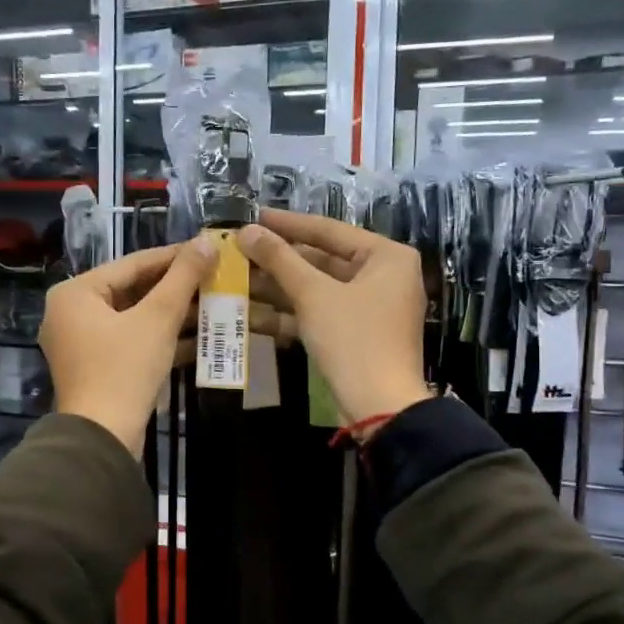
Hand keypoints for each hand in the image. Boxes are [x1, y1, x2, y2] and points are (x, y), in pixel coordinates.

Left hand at [42, 239, 216, 454]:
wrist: (103, 437)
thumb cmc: (125, 369)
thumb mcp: (158, 318)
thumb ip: (183, 277)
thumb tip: (207, 241)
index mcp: (76, 293)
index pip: (132, 264)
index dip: (174, 256)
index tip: (208, 250)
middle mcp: (72, 313)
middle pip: (132, 290)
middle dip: (176, 288)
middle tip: (214, 277)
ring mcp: (82, 343)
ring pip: (135, 318)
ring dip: (174, 314)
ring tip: (214, 304)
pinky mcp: (97, 368)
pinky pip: (132, 341)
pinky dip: (161, 338)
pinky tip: (200, 337)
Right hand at [237, 212, 430, 426]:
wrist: (380, 407)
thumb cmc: (353, 339)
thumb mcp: (313, 295)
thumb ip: (280, 259)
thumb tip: (247, 231)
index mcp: (387, 256)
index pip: (329, 230)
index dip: (287, 224)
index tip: (253, 216)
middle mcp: (384, 276)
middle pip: (322, 260)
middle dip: (278, 261)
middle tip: (239, 251)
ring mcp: (371, 308)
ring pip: (317, 289)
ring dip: (278, 288)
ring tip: (236, 279)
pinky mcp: (356, 335)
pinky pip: (320, 313)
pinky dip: (290, 313)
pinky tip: (249, 313)